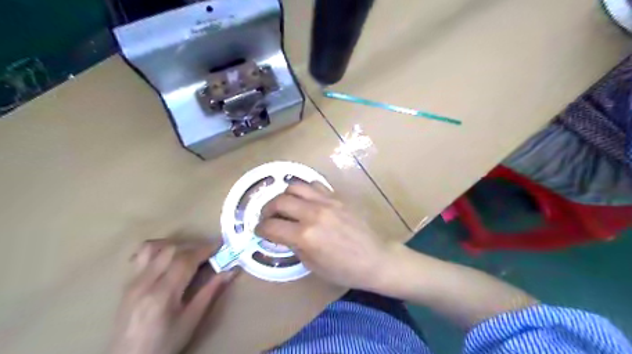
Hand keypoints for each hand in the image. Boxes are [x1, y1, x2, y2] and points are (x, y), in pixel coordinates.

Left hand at [108, 238, 236, 352]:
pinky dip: (158, 249)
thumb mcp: (192, 320)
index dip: (205, 249)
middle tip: (210, 251)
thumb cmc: (165, 343)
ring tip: (189, 253)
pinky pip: (141, 255)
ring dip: (175, 244)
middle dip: (194, 246)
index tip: (221, 244)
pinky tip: (168, 258)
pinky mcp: (127, 283)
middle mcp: (144, 283)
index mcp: (162, 294)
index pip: (185, 260)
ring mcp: (132, 281)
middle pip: (171, 250)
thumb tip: (231, 270)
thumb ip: (210, 291)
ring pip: (153, 247)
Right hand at [254, 181, 396, 291]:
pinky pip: (315, 185)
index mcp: (305, 236)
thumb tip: (281, 233)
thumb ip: (293, 245)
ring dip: (284, 195)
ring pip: (295, 186)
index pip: (271, 226)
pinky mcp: (337, 197)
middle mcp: (313, 214)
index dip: (260, 229)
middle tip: (268, 217)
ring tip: (285, 205)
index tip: (259, 231)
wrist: (375, 258)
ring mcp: (327, 201)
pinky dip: (305, 191)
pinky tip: (306, 200)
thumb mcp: (312, 265)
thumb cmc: (343, 269)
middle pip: (279, 201)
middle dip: (267, 209)